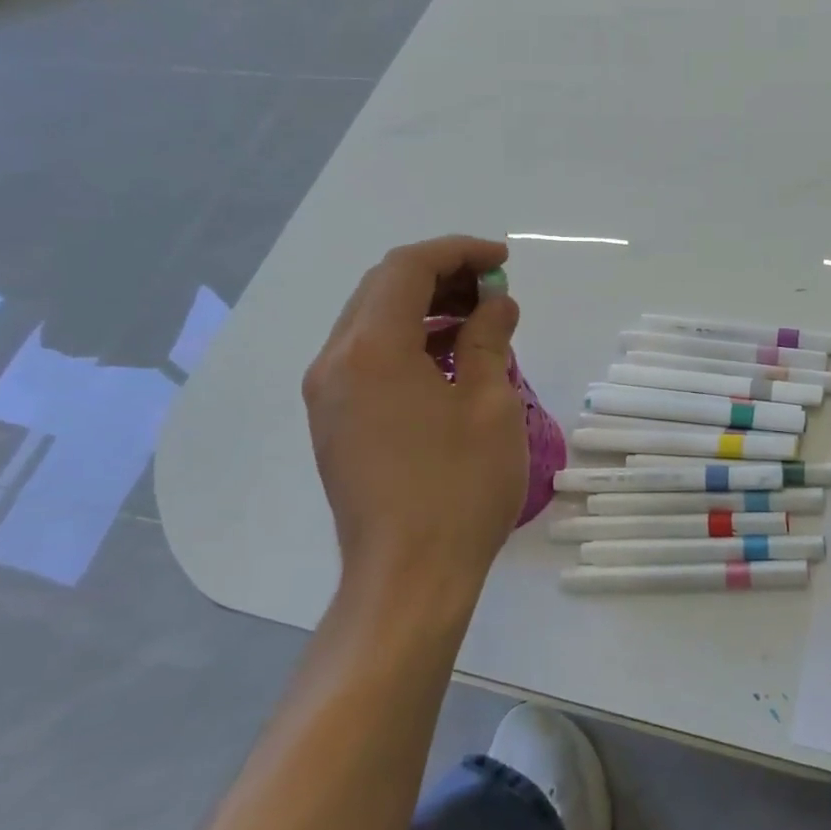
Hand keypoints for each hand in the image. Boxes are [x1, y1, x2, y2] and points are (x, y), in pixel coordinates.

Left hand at [303, 236, 526, 615]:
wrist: (408, 577)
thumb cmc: (458, 488)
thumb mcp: (489, 404)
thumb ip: (488, 340)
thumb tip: (496, 305)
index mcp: (370, 349)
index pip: (408, 269)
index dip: (458, 252)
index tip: (503, 262)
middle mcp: (335, 362)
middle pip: (382, 289)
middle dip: (441, 276)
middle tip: (494, 290)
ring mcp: (327, 395)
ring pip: (371, 323)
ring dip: (423, 309)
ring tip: (478, 322)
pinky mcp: (334, 423)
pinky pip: (366, 358)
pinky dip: (406, 342)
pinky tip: (447, 361)